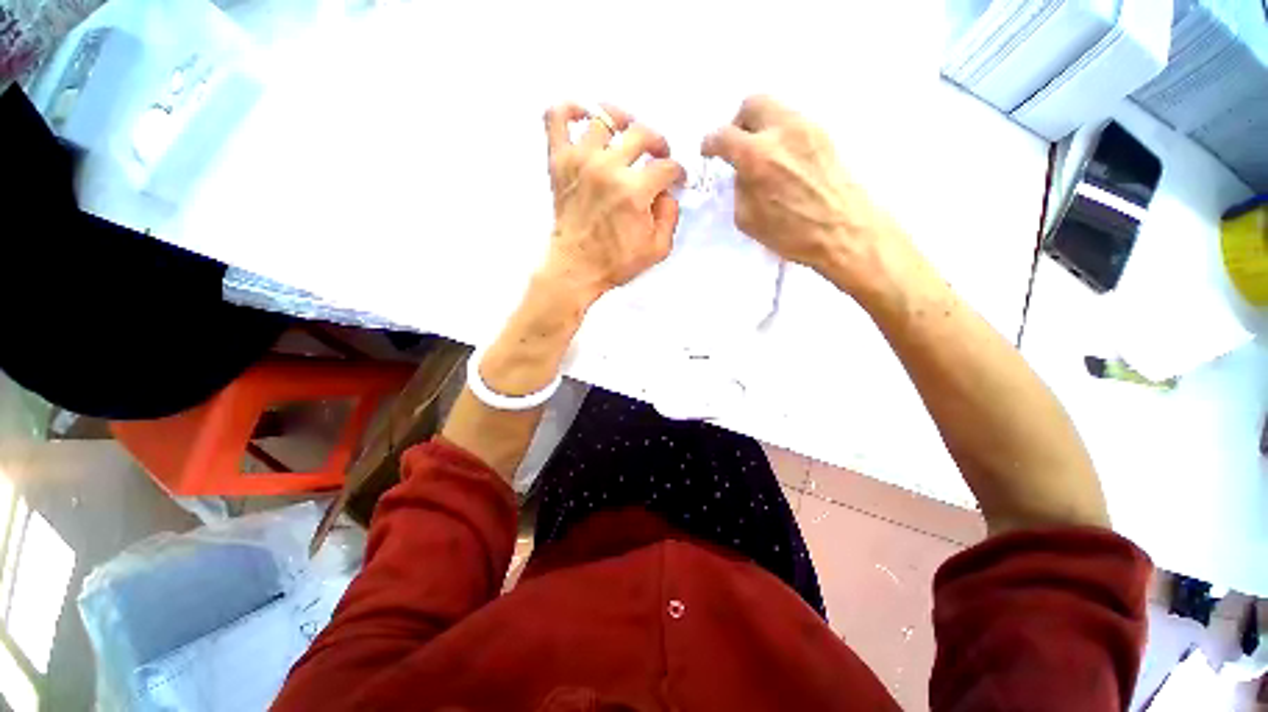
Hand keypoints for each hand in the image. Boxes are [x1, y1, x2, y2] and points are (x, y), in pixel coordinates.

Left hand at [542, 102, 685, 304]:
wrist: (575, 269)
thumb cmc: (615, 262)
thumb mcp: (657, 249)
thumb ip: (670, 216)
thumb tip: (667, 191)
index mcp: (634, 192)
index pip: (667, 166)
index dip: (677, 172)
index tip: (676, 179)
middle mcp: (608, 168)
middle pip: (642, 133)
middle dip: (659, 143)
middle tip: (658, 156)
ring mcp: (580, 160)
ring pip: (604, 118)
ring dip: (623, 122)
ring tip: (626, 137)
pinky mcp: (559, 161)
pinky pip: (557, 117)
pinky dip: (570, 108)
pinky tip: (586, 118)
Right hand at [702, 95, 910, 300]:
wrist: (844, 231)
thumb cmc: (792, 234)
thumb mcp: (748, 219)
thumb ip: (739, 188)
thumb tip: (742, 173)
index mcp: (757, 157)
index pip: (724, 136)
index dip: (711, 143)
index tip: (709, 151)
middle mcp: (782, 131)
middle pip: (752, 103)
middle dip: (738, 122)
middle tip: (737, 145)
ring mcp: (807, 128)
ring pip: (776, 109)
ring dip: (762, 127)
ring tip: (762, 154)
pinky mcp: (824, 134)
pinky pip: (794, 123)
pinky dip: (781, 135)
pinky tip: (783, 160)